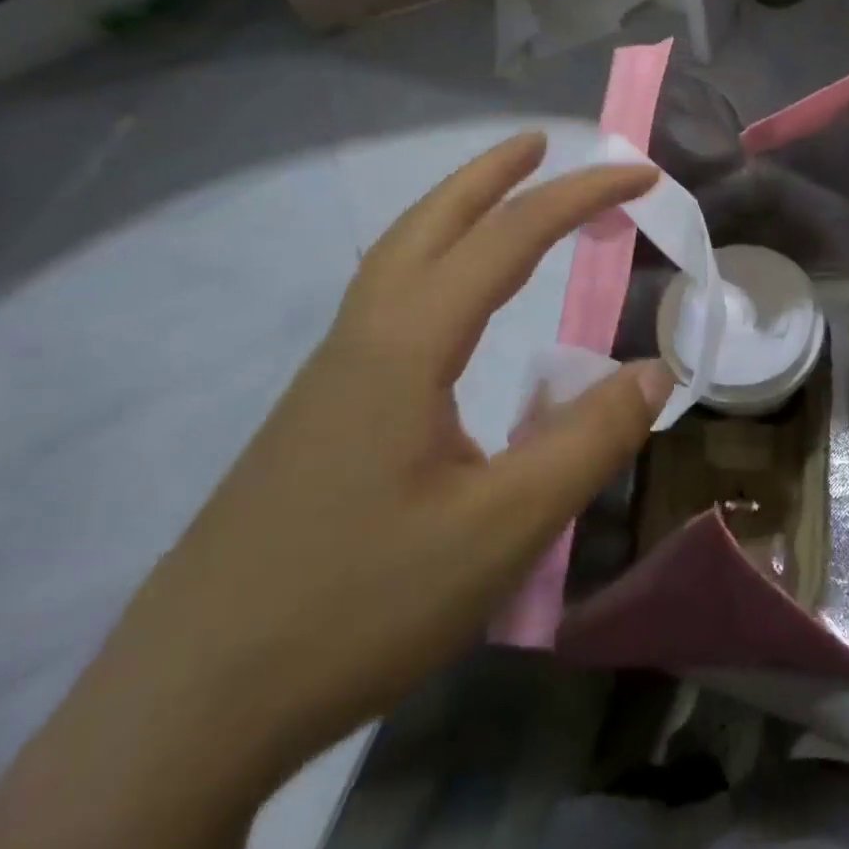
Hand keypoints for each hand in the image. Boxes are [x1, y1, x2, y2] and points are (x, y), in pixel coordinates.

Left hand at [90, 131, 670, 786]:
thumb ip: (589, 441)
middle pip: (430, 222)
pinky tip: (449, 309)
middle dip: (492, 173)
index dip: (582, 197)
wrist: (190, 706)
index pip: (509, 239)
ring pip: (398, 259)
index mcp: (407, 344)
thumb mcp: (504, 528)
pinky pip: (386, 305)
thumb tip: (658, 371)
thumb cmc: (359, 604)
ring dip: (455, 213)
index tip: (641, 174)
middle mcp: (364, 339)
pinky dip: (431, 266)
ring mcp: (330, 376)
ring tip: (503, 202)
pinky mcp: (317, 415)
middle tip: (544, 143)